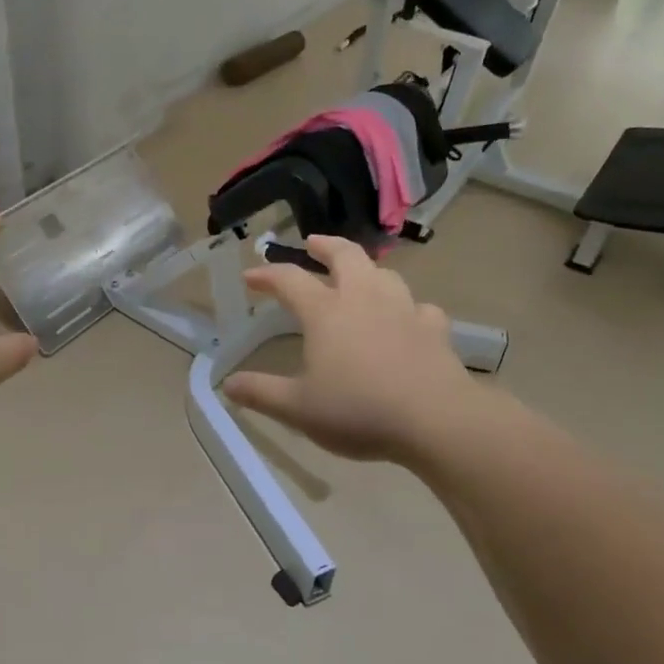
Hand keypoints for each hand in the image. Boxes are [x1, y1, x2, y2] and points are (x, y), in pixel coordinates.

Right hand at [223, 237, 501, 467]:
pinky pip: (419, 307)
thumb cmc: (358, 411)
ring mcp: (404, 310)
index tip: (249, 277)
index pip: (289, 280)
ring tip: (358, 276)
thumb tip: (227, 385)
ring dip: (366, 269)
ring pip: (384, 274)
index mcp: (326, 312)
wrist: (436, 420)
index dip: (266, 275)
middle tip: (311, 243)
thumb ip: (261, 393)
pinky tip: (406, 318)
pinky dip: (407, 307)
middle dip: (325, 245)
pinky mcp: (434, 329)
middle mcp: (364, 299)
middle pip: (345, 256)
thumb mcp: (298, 408)